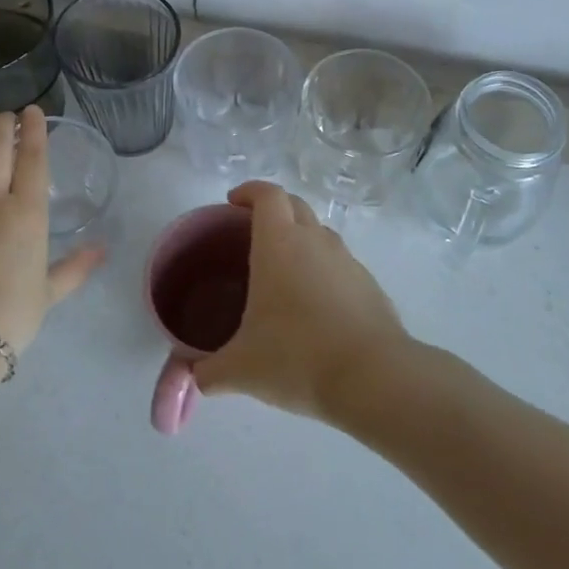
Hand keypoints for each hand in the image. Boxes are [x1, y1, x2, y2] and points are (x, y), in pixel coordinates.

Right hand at [191, 180, 412, 420]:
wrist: (373, 378)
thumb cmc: (297, 358)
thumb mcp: (240, 369)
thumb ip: (209, 370)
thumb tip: (195, 378)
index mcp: (279, 244)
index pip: (267, 195)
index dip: (249, 191)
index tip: (233, 202)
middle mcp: (315, 241)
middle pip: (295, 205)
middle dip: (273, 209)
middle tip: (252, 234)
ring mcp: (347, 261)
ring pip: (320, 233)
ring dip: (300, 239)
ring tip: (283, 273)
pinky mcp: (369, 285)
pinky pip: (340, 264)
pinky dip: (323, 271)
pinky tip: (315, 307)